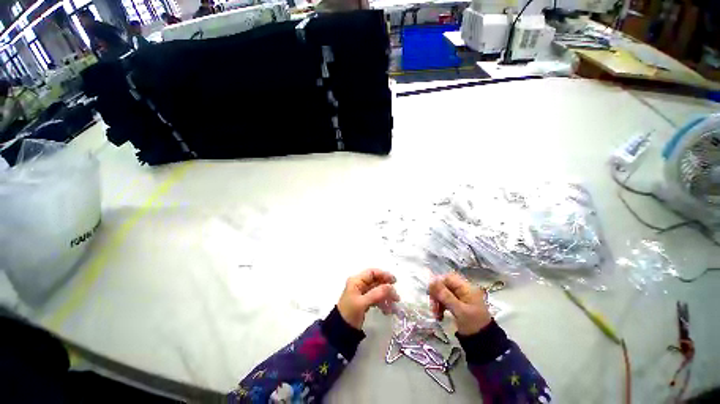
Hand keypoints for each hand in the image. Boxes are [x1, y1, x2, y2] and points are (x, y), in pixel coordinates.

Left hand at [337, 269, 399, 329]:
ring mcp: (362, 293)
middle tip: (396, 297)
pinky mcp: (364, 301)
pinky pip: (376, 298)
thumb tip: (391, 287)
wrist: (340, 331)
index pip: (372, 273)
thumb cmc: (350, 313)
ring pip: (377, 290)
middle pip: (376, 281)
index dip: (383, 275)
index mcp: (356, 280)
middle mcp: (359, 284)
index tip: (394, 281)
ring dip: (386, 297)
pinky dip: (382, 303)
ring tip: (394, 306)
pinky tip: (388, 311)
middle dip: (387, 288)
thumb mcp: (362, 302)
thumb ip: (377, 293)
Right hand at [428, 273, 491, 335]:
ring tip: (436, 315)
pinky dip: (441, 307)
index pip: (448, 278)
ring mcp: (461, 298)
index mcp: (466, 288)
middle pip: (445, 285)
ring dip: (437, 302)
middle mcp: (463, 290)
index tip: (430, 294)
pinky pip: (446, 301)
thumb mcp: (459, 310)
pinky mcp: (459, 305)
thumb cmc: (473, 324)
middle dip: (437, 295)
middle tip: (432, 307)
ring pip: (444, 293)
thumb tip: (431, 282)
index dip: (438, 283)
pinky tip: (439, 316)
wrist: (484, 343)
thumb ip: (445, 295)